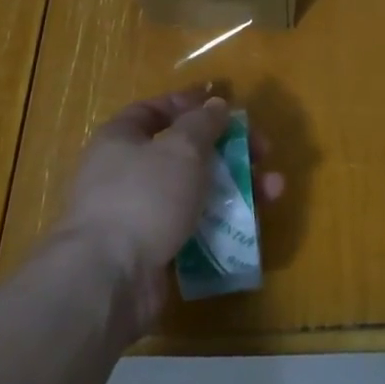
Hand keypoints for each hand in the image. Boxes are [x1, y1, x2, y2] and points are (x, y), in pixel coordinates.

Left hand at [60, 88, 283, 330]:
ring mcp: (139, 213)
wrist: (110, 279)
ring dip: (236, 187)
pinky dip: (222, 222)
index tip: (226, 109)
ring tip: (274, 191)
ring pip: (195, 190)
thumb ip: (203, 122)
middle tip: (263, 153)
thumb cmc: (145, 196)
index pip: (155, 110)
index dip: (190, 105)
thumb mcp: (182, 147)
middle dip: (229, 150)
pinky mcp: (154, 248)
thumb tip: (215, 104)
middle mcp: (126, 172)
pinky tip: (252, 225)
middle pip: (185, 151)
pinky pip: (194, 226)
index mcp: (121, 139)